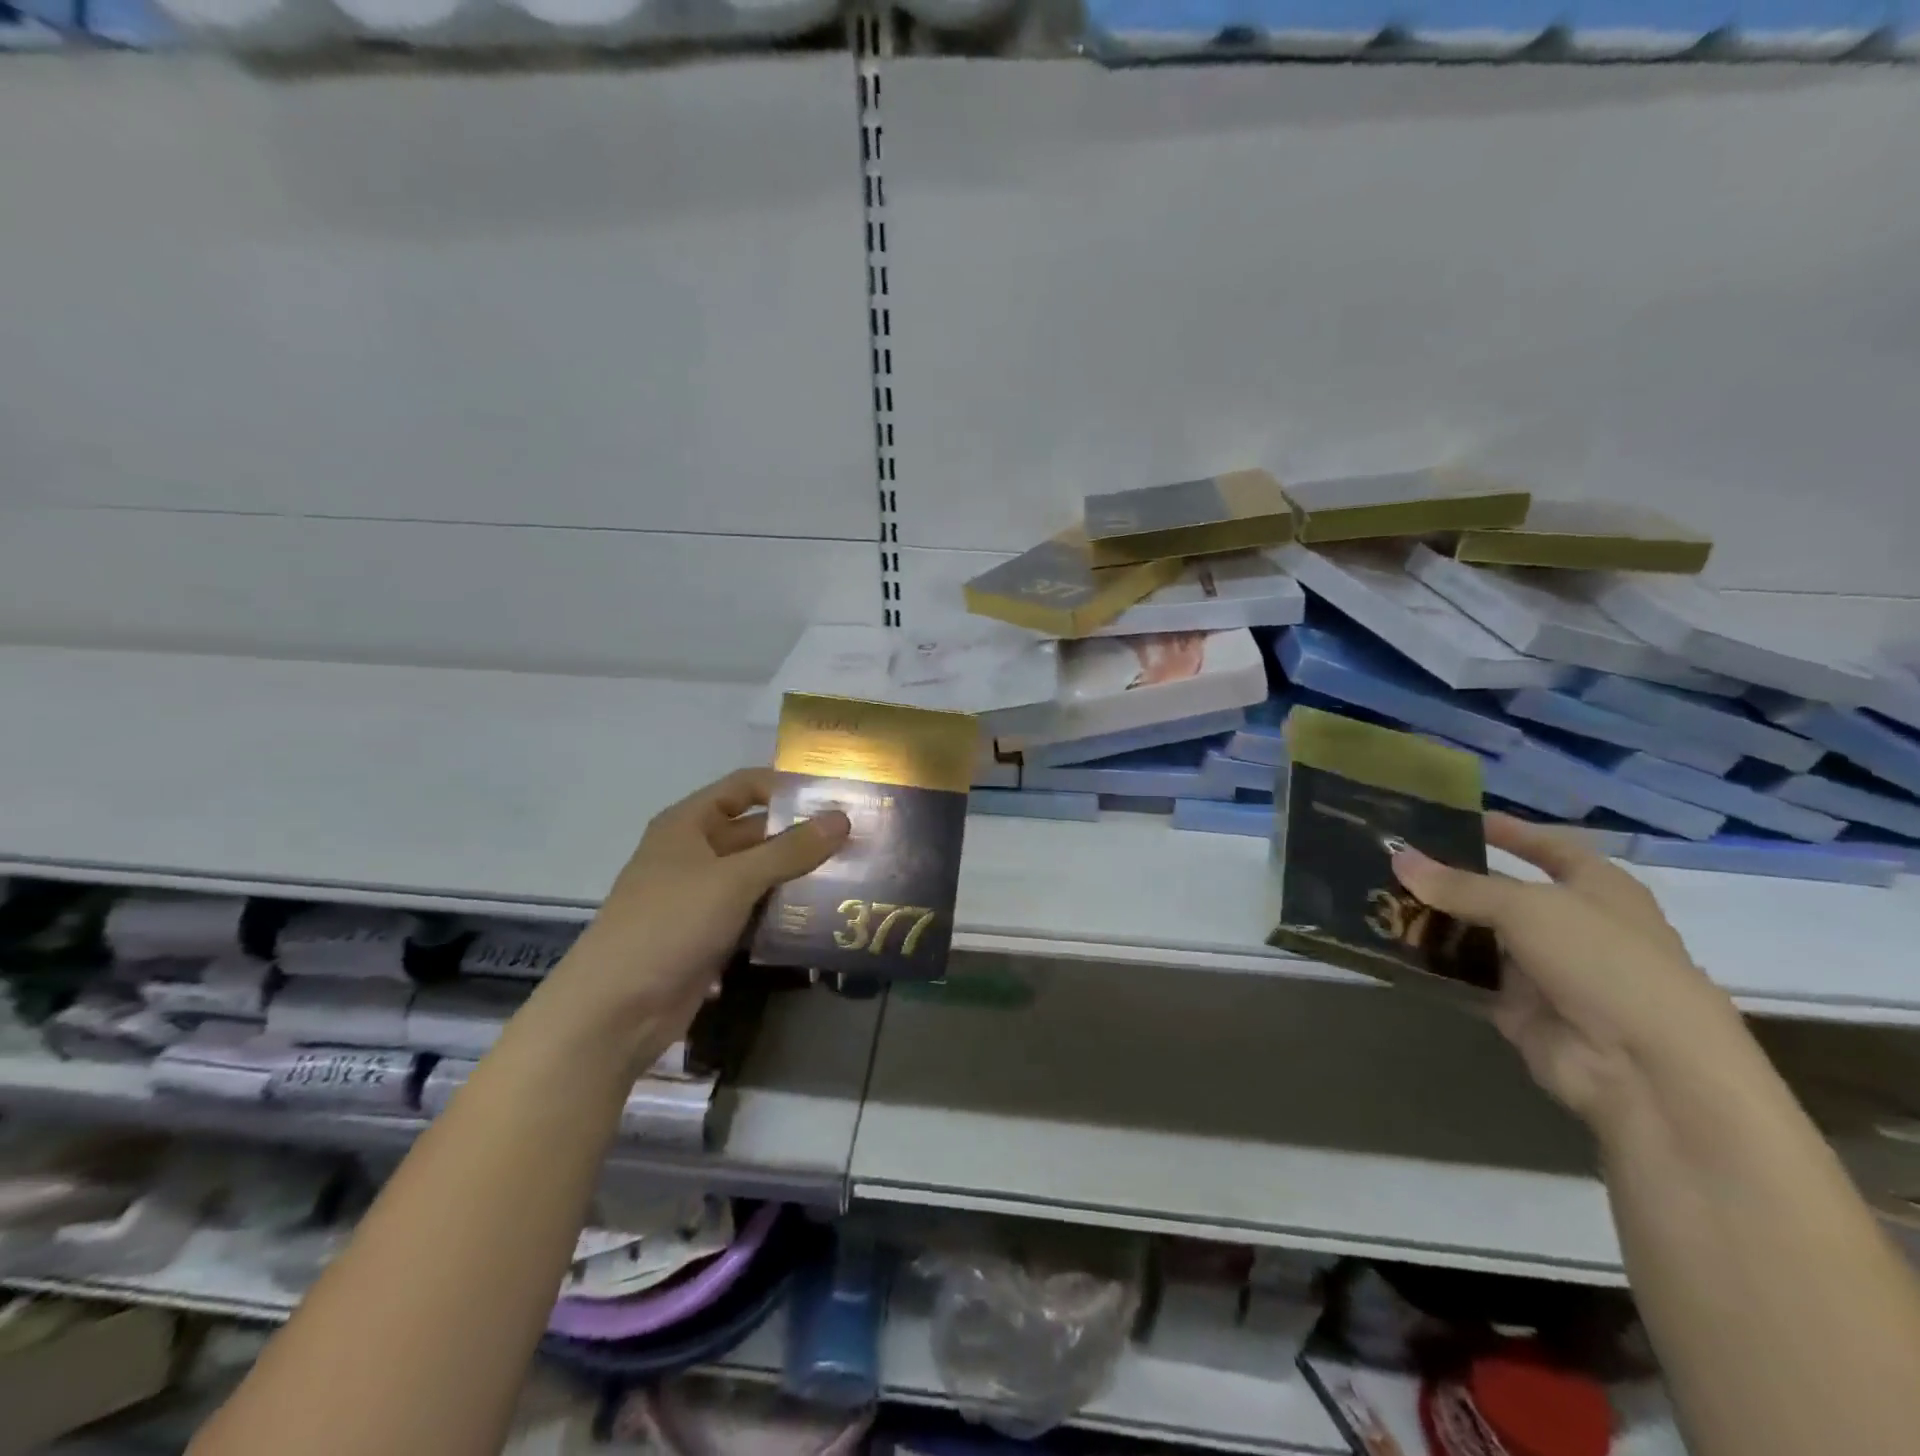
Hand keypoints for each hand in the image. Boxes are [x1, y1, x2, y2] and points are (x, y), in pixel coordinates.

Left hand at [554, 768, 849, 1033]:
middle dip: (801, 836)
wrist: (615, 1010)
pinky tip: (822, 915)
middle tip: (856, 840)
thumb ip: (790, 850)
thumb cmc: (669, 923)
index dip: (785, 787)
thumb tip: (842, 819)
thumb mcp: (733, 879)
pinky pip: (754, 911)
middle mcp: (695, 853)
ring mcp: (702, 896)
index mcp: (689, 824)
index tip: (834, 796)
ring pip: (759, 875)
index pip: (743, 787)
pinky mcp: (710, 934)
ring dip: (797, 876)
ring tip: (850, 876)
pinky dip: (782, 911)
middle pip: (756, 832)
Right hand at [1390, 813, 1742, 1132]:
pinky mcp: (1516, 1007)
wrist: (1642, 1068)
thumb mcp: (1527, 908)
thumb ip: (1458, 885)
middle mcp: (1570, 925)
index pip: (1547, 847)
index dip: (1507, 831)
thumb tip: (1397, 857)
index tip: (1453, 819)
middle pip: (1500, 893)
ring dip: (1434, 922)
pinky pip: (1465, 976)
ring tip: (1377, 898)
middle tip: (1390, 861)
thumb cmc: (1603, 962)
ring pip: (1477, 935)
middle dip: (1450, 879)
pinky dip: (1433, 964)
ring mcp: (1543, 969)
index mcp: (1597, 889)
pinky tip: (1389, 945)